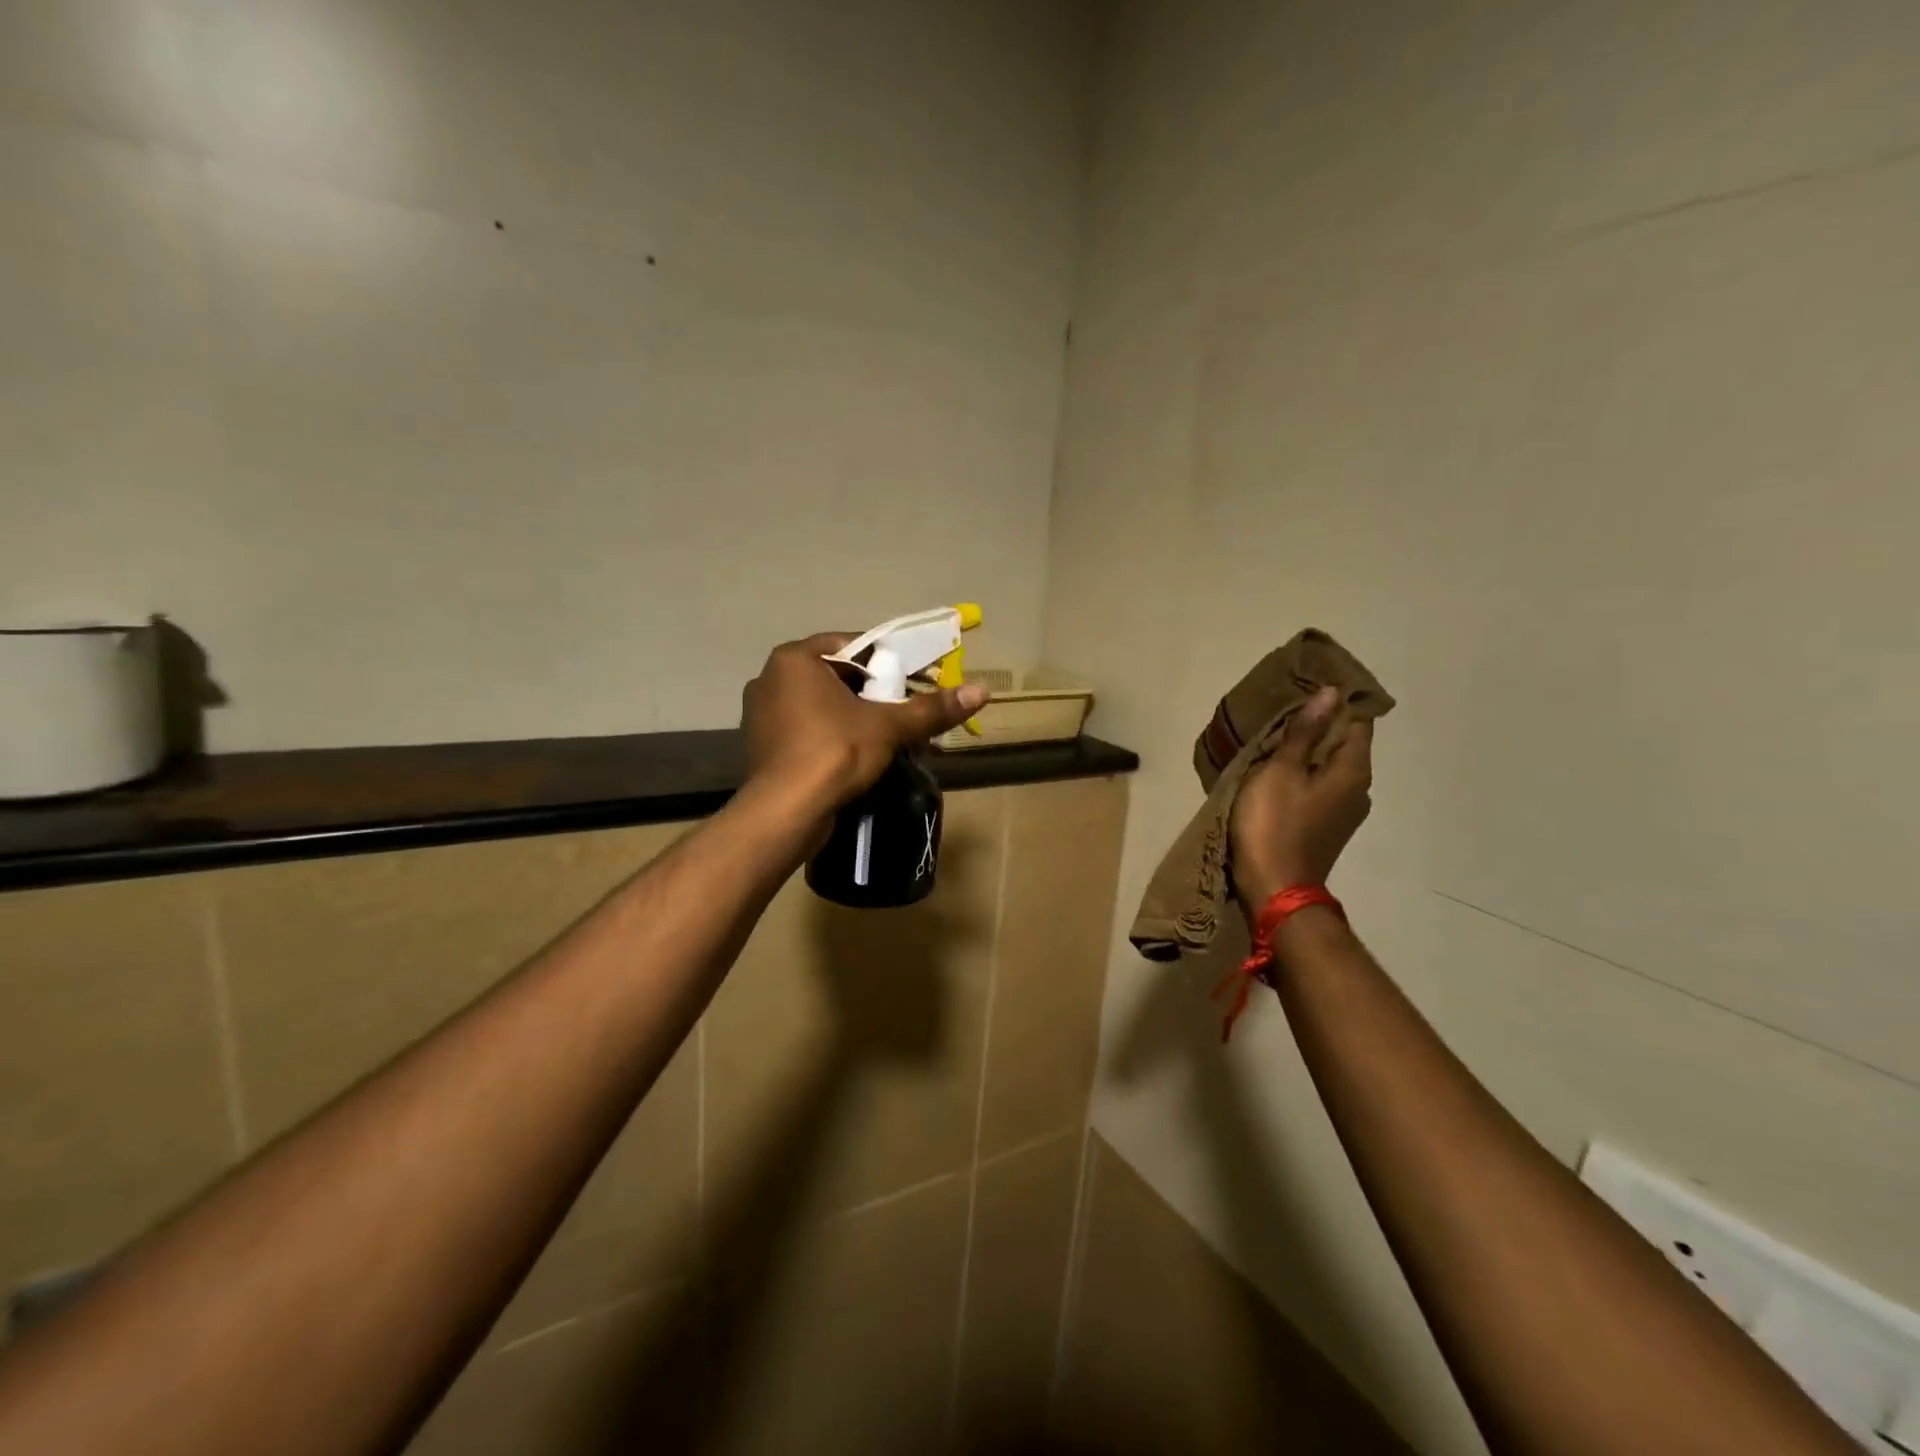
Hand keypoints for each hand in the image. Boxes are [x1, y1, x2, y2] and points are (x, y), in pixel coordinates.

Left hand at [741, 633, 988, 810]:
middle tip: (913, 708)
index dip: (893, 660)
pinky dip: (840, 737)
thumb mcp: (888, 726)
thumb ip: (931, 708)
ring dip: (863, 718)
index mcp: (795, 659)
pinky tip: (867, 755)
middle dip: (880, 693)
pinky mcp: (766, 748)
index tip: (922, 677)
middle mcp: (772, 679)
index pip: (853, 645)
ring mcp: (764, 716)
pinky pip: (812, 730)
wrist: (784, 813)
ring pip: (827, 707)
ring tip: (898, 735)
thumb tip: (982, 692)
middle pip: (841, 677)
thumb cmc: (833, 753)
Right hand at [1229, 686, 1372, 906]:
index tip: (1305, 691)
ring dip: (1307, 754)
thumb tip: (1331, 694)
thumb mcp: (1281, 771)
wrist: (1274, 888)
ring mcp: (1343, 813)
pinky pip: (1318, 789)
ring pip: (1329, 769)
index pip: (1357, 722)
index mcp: (1353, 771)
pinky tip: (1275, 774)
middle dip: (1318, 727)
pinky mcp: (1325, 828)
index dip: (1335, 704)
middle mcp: (1358, 790)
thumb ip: (1304, 732)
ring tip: (1274, 741)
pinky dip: (1302, 776)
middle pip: (1343, 745)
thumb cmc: (1275, 824)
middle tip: (1282, 713)